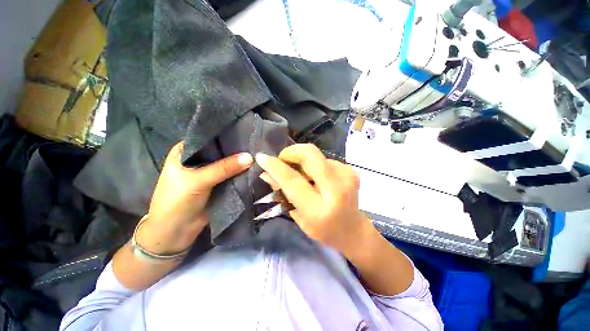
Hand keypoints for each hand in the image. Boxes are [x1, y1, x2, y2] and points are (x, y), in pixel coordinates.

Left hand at [136, 142, 252, 253]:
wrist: (176, 232)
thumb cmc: (177, 201)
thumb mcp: (198, 181)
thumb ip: (224, 168)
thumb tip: (250, 157)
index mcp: (185, 152)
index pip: (207, 137)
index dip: (224, 134)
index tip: (244, 131)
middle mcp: (197, 159)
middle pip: (219, 151)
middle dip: (235, 148)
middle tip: (254, 142)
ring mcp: (208, 172)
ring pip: (227, 162)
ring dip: (239, 160)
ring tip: (258, 152)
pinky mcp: (218, 183)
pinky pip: (231, 174)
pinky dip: (240, 171)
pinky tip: (254, 166)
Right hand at [255, 144, 373, 255]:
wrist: (353, 230)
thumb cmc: (322, 230)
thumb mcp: (298, 216)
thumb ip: (283, 193)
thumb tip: (266, 173)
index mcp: (319, 208)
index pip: (293, 180)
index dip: (276, 166)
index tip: (262, 157)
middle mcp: (336, 189)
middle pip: (309, 154)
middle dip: (291, 152)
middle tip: (283, 160)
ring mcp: (346, 176)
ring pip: (316, 155)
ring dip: (302, 160)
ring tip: (301, 173)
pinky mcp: (351, 170)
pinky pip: (325, 159)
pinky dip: (315, 164)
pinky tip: (316, 177)